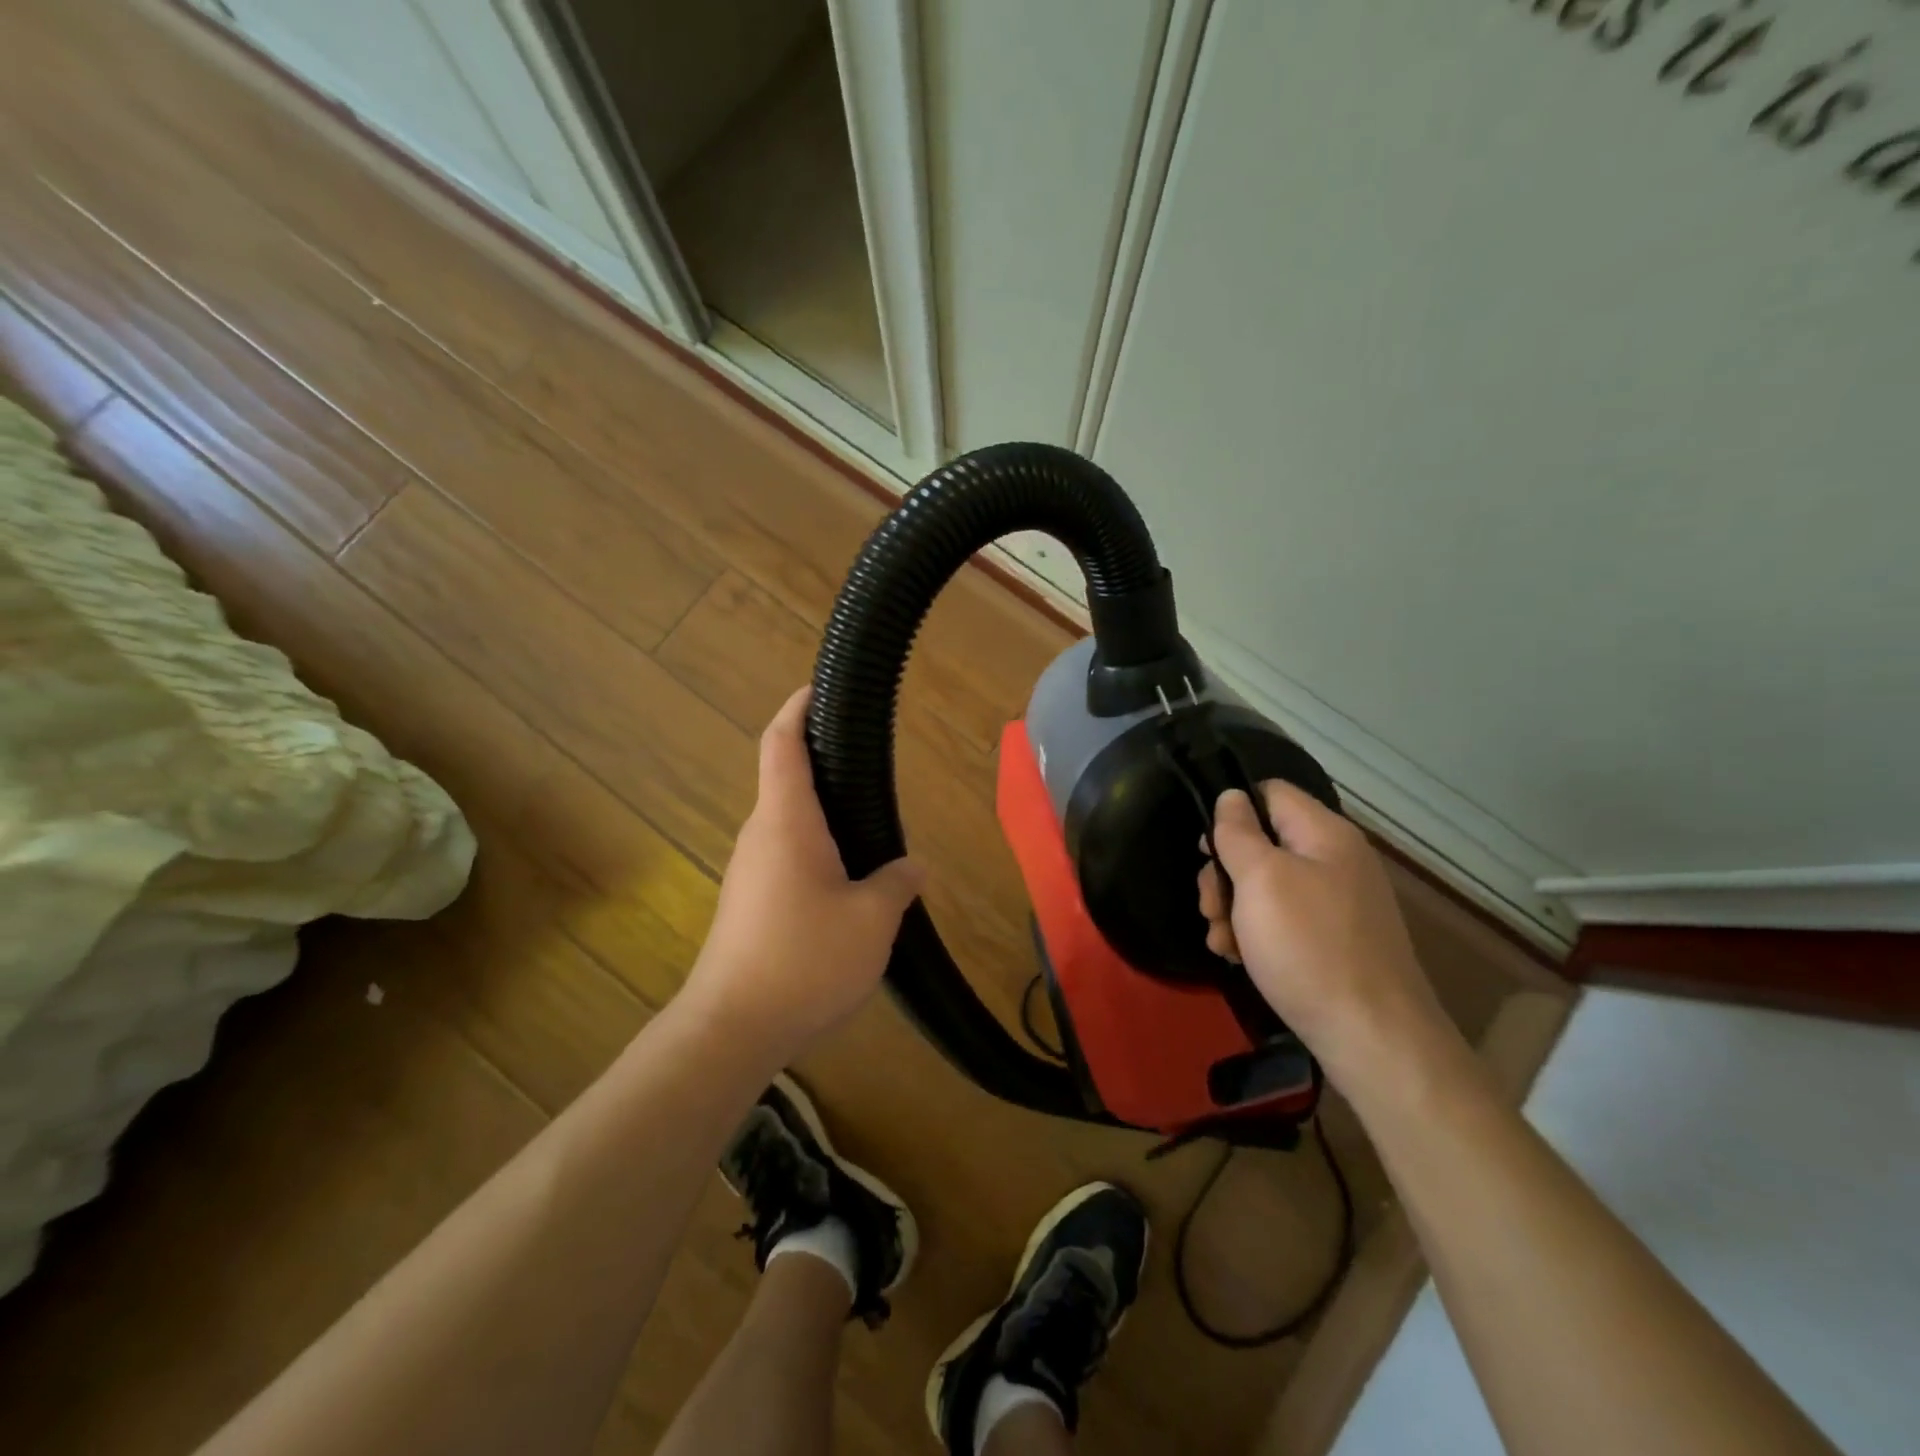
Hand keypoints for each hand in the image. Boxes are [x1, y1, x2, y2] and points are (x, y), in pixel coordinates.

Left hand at [683, 686, 925, 1067]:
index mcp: (786, 822)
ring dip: (822, 818)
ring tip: (869, 829)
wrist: (731, 1029)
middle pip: (786, 782)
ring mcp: (749, 871)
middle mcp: (761, 836)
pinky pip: (785, 858)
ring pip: (788, 825)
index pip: (782, 745)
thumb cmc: (804, 960)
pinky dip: (815, 852)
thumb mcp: (871, 921)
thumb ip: (897, 884)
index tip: (817, 689)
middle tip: (868, 768)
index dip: (797, 710)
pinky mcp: (748, 904)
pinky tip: (848, 884)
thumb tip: (913, 867)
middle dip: (822, 767)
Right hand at [1198, 783, 1450, 1079]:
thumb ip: (1239, 833)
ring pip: (1267, 886)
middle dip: (1225, 873)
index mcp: (1324, 834)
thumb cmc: (1308, 947)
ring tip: (1221, 942)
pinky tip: (1240, 958)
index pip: (1270, 792)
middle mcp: (1335, 861)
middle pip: (1263, 843)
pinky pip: (1285, 920)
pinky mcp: (1334, 940)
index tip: (1205, 850)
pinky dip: (1256, 934)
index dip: (1232, 811)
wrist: (1372, 1037)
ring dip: (1234, 909)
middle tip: (1209, 908)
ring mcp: (1337, 903)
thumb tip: (1232, 795)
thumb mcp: (1260, 880)